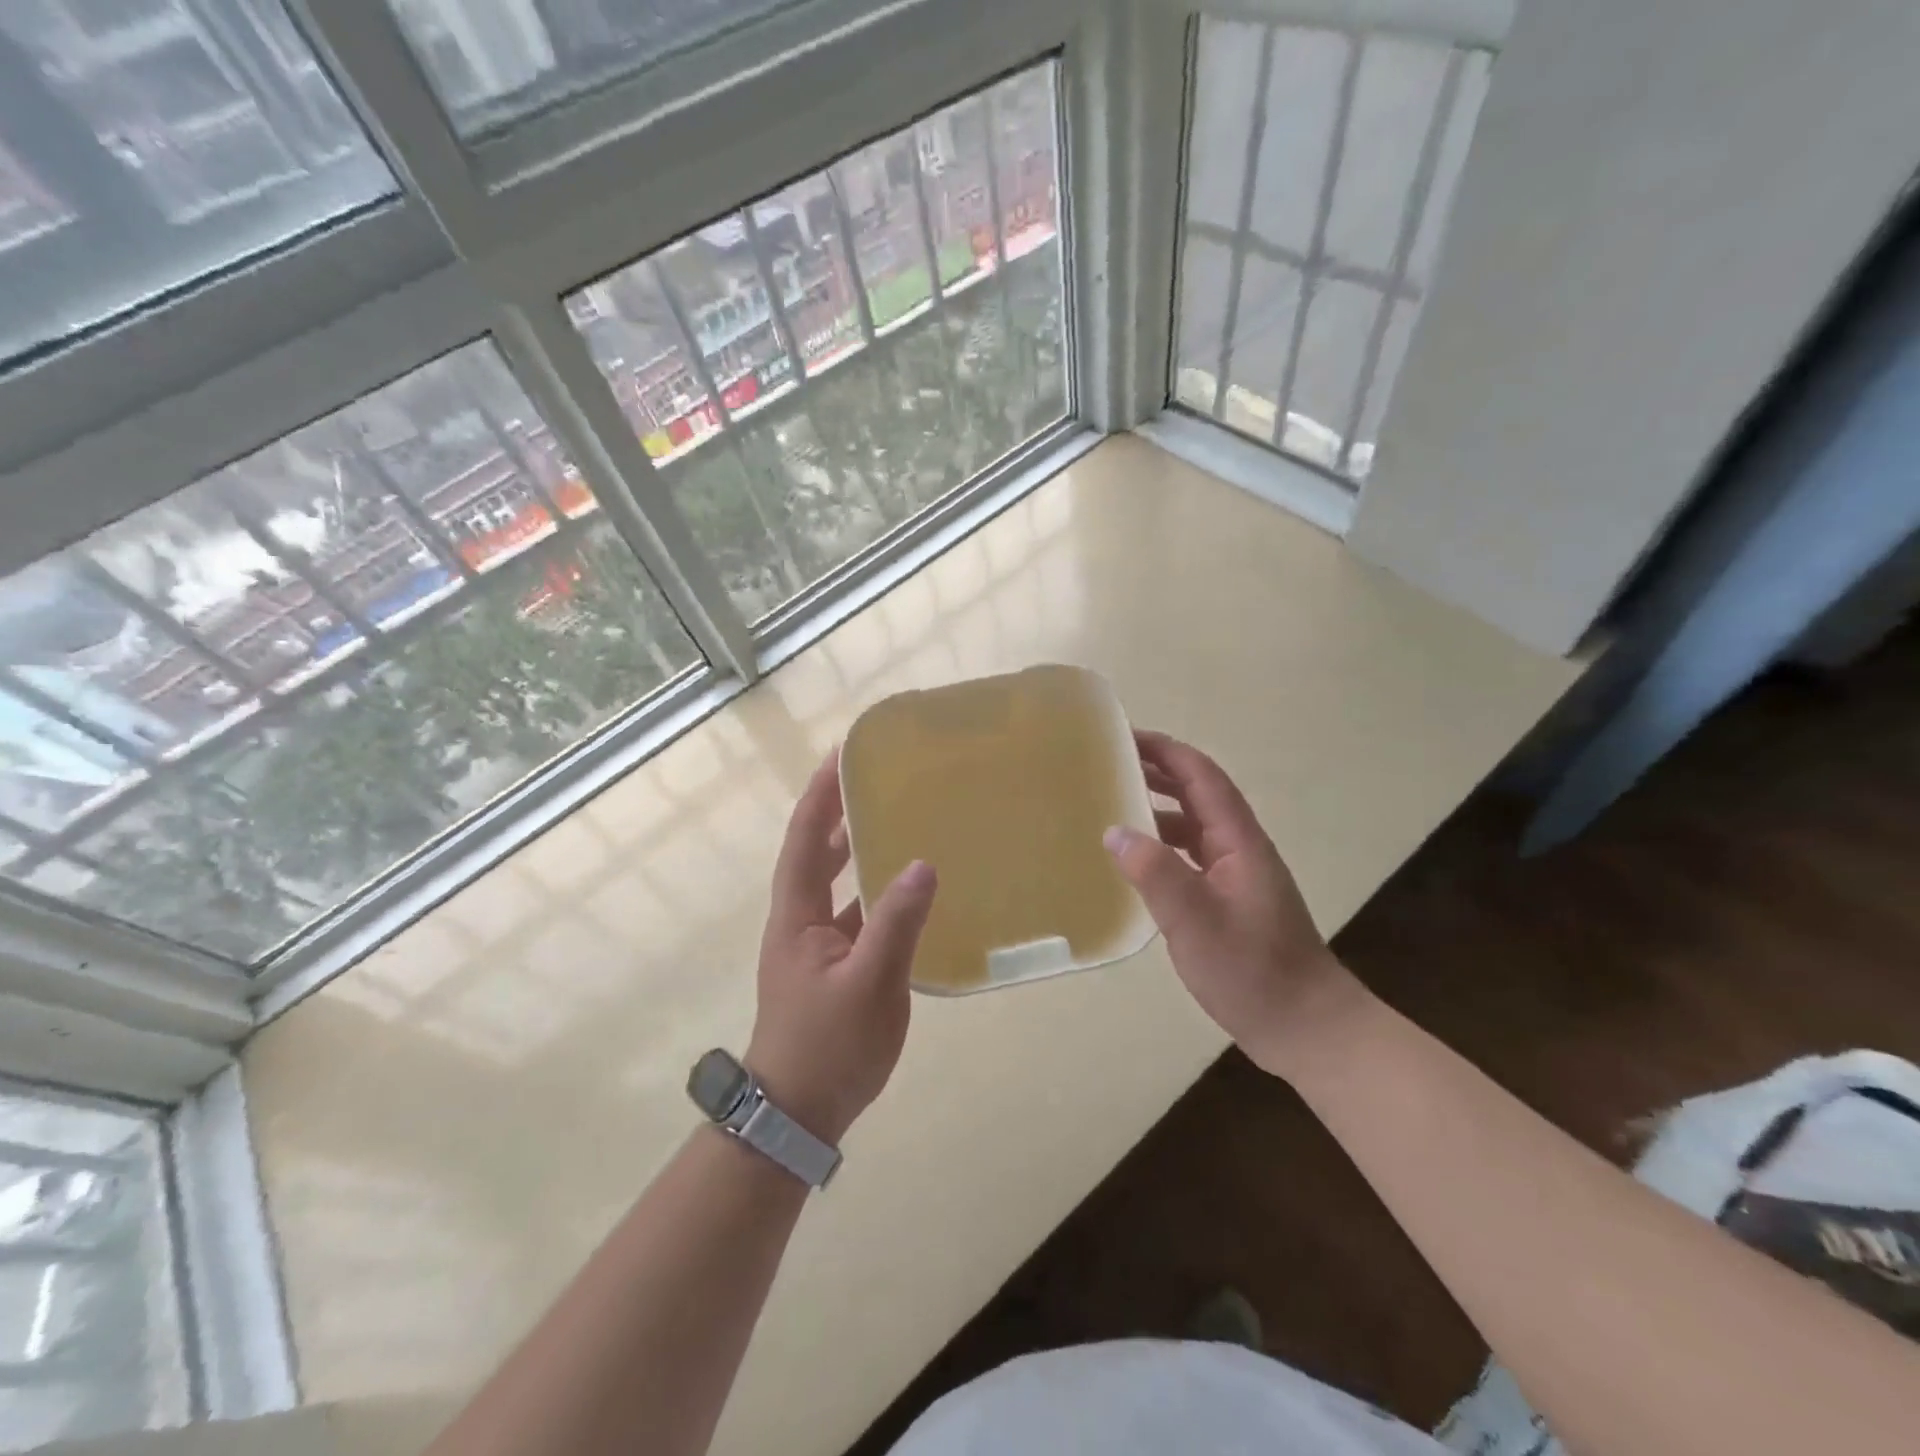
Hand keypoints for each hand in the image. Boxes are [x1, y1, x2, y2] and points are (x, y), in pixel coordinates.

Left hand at [748, 748, 937, 1143]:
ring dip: (859, 849)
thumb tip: (921, 864)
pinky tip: (909, 889)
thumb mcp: (869, 985)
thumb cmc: (828, 1046)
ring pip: (838, 883)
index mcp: (798, 915)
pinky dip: (876, 893)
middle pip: (817, 853)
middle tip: (875, 777)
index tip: (841, 754)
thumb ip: (895, 924)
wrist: (799, 1114)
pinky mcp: (836, 966)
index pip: (806, 839)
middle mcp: (802, 921)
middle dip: (839, 812)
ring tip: (897, 818)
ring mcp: (818, 945)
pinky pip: (857, 913)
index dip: (820, 795)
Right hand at [1104, 730, 1362, 1078]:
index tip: (1124, 736)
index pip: (1202, 777)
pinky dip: (1161, 846)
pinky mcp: (1228, 901)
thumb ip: (1156, 873)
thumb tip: (1114, 831)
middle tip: (1108, 764)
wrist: (1306, 1026)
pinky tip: (1135, 861)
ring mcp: (1235, 876)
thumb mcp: (1196, 922)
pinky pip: (1189, 857)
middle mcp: (1239, 849)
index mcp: (1239, 841)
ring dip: (1157, 808)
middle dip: (1157, 771)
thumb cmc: (1254, 971)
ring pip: (1192, 826)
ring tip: (1111, 804)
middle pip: (1197, 794)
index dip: (1166, 751)